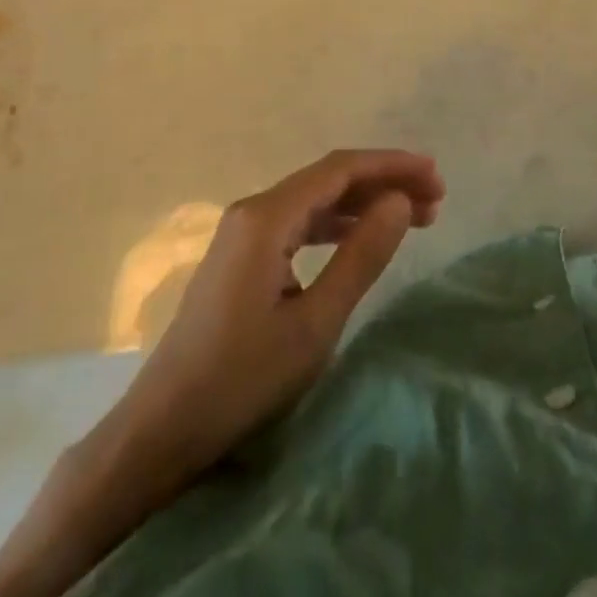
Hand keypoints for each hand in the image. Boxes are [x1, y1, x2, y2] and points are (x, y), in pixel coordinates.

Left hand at [113, 149, 443, 504]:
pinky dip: (337, 224)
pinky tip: (362, 236)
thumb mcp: (315, 323)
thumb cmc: (242, 379)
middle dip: (383, 182)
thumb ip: (361, 256)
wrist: (162, 430)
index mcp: (267, 217)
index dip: (391, 166)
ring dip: (363, 203)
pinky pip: (300, 223)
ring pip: (316, 200)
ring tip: (413, 217)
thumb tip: (400, 201)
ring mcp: (244, 232)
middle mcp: (254, 210)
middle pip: (329, 179)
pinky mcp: (242, 256)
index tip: (435, 176)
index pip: (340, 170)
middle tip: (434, 199)